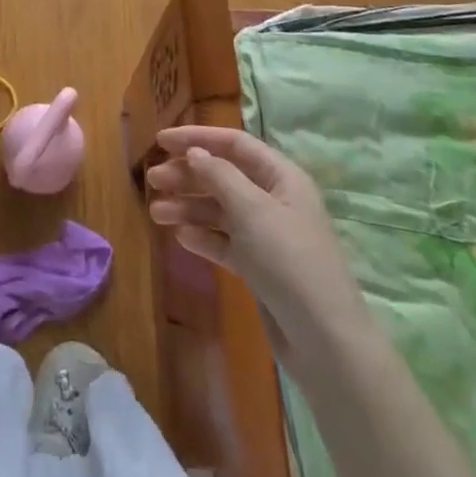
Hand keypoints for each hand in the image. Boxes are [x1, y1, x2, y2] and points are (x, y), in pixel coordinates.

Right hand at [145, 125, 369, 367]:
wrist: (323, 339)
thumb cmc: (289, 260)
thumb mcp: (252, 210)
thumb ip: (219, 176)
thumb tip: (195, 152)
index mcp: (281, 177)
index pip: (235, 144)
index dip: (197, 138)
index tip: (160, 140)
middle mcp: (274, 200)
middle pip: (224, 176)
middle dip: (187, 175)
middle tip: (152, 180)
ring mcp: (267, 235)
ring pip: (220, 210)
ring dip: (188, 207)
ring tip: (155, 213)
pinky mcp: (259, 266)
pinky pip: (225, 241)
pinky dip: (203, 236)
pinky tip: (180, 237)